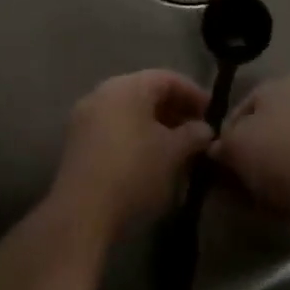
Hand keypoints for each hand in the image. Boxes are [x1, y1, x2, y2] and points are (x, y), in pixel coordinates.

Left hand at [51, 71, 212, 242]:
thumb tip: (204, 129)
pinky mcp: (76, 140)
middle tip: (196, 130)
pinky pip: (113, 126)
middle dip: (174, 109)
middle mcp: (103, 92)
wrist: (83, 210)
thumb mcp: (173, 153)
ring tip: (176, 146)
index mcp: (127, 86)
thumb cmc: (135, 171)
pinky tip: (149, 157)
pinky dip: (134, 134)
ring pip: (128, 110)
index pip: (168, 78)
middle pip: (145, 92)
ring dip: (154, 123)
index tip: (213, 114)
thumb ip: (193, 134)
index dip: (194, 93)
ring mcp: (85, 115)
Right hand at [211, 77, 289, 230]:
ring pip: (288, 148)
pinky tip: (282, 202)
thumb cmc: (276, 153)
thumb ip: (221, 143)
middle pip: (268, 127)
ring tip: (256, 196)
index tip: (218, 160)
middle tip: (235, 180)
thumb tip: (217, 149)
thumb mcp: (233, 145)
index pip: (243, 106)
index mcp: (282, 83)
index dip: (226, 134)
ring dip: (271, 169)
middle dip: (250, 153)